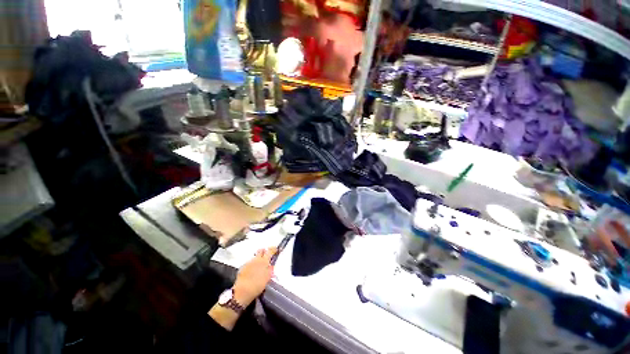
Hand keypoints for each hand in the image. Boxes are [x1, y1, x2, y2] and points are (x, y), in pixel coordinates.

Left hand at [233, 247, 276, 305]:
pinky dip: (251, 265)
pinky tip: (252, 271)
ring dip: (257, 259)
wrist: (243, 291)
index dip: (273, 249)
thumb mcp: (267, 278)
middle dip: (264, 251)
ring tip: (259, 266)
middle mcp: (256, 259)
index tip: (275, 249)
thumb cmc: (257, 285)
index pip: (270, 251)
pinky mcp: (243, 267)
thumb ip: (270, 270)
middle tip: (266, 255)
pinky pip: (249, 263)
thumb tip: (271, 267)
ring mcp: (249, 262)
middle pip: (261, 251)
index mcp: (264, 261)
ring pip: (255, 257)